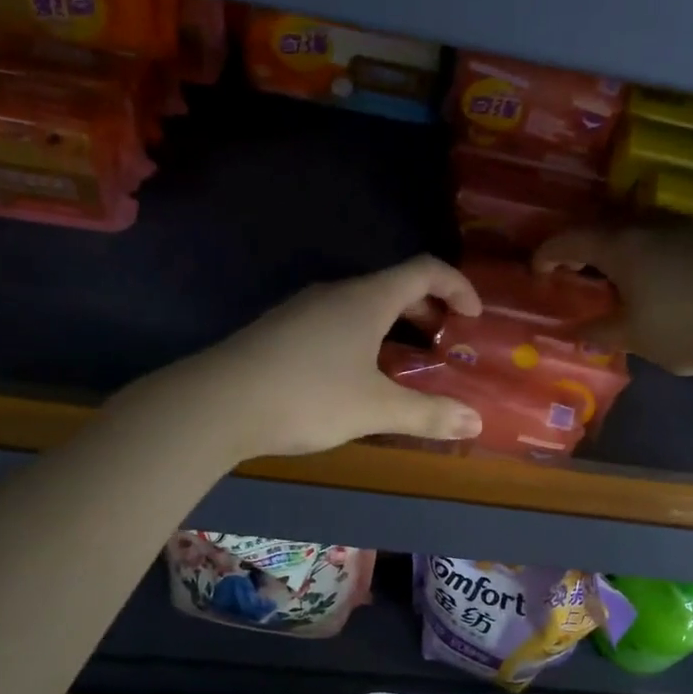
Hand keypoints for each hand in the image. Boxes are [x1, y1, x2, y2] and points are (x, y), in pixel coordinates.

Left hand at [192, 256, 485, 457]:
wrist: (217, 403)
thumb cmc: (308, 396)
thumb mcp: (374, 409)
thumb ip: (427, 415)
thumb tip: (475, 423)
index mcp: (367, 299)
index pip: (425, 270)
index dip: (457, 285)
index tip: (474, 316)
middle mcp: (336, 293)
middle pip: (393, 285)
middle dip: (426, 309)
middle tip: (443, 340)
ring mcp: (303, 309)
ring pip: (361, 305)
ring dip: (392, 325)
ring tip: (404, 362)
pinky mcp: (280, 330)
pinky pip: (335, 321)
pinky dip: (362, 336)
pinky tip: (354, 375)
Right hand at [535, 223, 692, 375]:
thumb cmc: (687, 331)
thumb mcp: (635, 338)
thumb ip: (600, 331)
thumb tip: (574, 332)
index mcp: (624, 248)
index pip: (573, 240)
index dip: (549, 253)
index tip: (537, 269)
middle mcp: (653, 227)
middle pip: (606, 226)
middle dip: (584, 246)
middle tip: (575, 270)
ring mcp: (690, 228)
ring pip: (643, 227)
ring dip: (622, 245)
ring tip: (619, 272)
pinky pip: (673, 237)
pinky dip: (655, 251)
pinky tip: (665, 276)